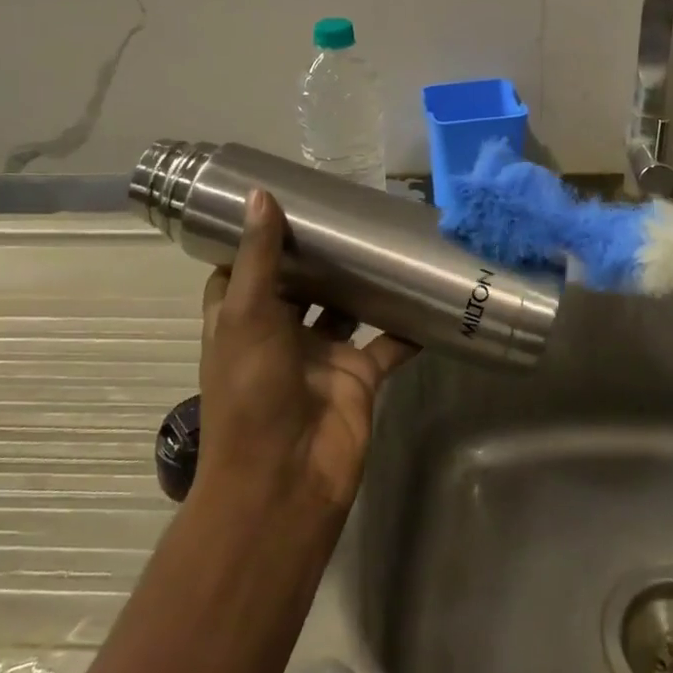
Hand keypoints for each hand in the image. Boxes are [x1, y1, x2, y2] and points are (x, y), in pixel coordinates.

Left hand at [196, 189, 416, 513]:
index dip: (259, 239)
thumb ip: (259, 257)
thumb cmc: (252, 392)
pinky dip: (407, 325)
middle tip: (349, 211)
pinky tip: (428, 295)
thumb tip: (259, 193)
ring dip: (363, 283)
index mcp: (244, 320)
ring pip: (345, 308)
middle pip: (301, 285)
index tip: (284, 201)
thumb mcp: (247, 316)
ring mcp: (323, 355)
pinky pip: (388, 342)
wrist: (286, 479)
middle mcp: (281, 334)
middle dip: (320, 255)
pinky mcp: (360, 375)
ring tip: (388, 239)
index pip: (245, 271)